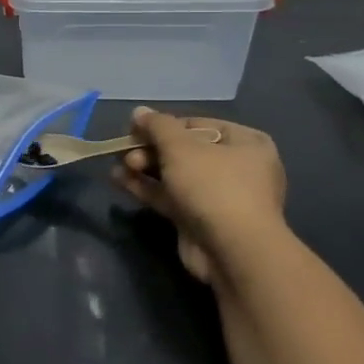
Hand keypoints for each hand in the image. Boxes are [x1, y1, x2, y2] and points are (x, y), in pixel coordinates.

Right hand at [110, 107, 286, 284]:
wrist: (233, 251)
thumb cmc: (213, 186)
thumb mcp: (181, 147)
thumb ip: (157, 126)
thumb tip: (139, 111)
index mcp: (245, 143)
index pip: (197, 125)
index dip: (164, 126)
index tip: (136, 129)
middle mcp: (236, 168)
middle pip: (184, 150)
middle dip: (150, 150)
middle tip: (127, 152)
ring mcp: (219, 197)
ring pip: (174, 175)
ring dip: (144, 168)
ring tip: (118, 165)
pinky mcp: (200, 220)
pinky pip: (170, 197)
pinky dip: (146, 188)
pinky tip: (119, 180)